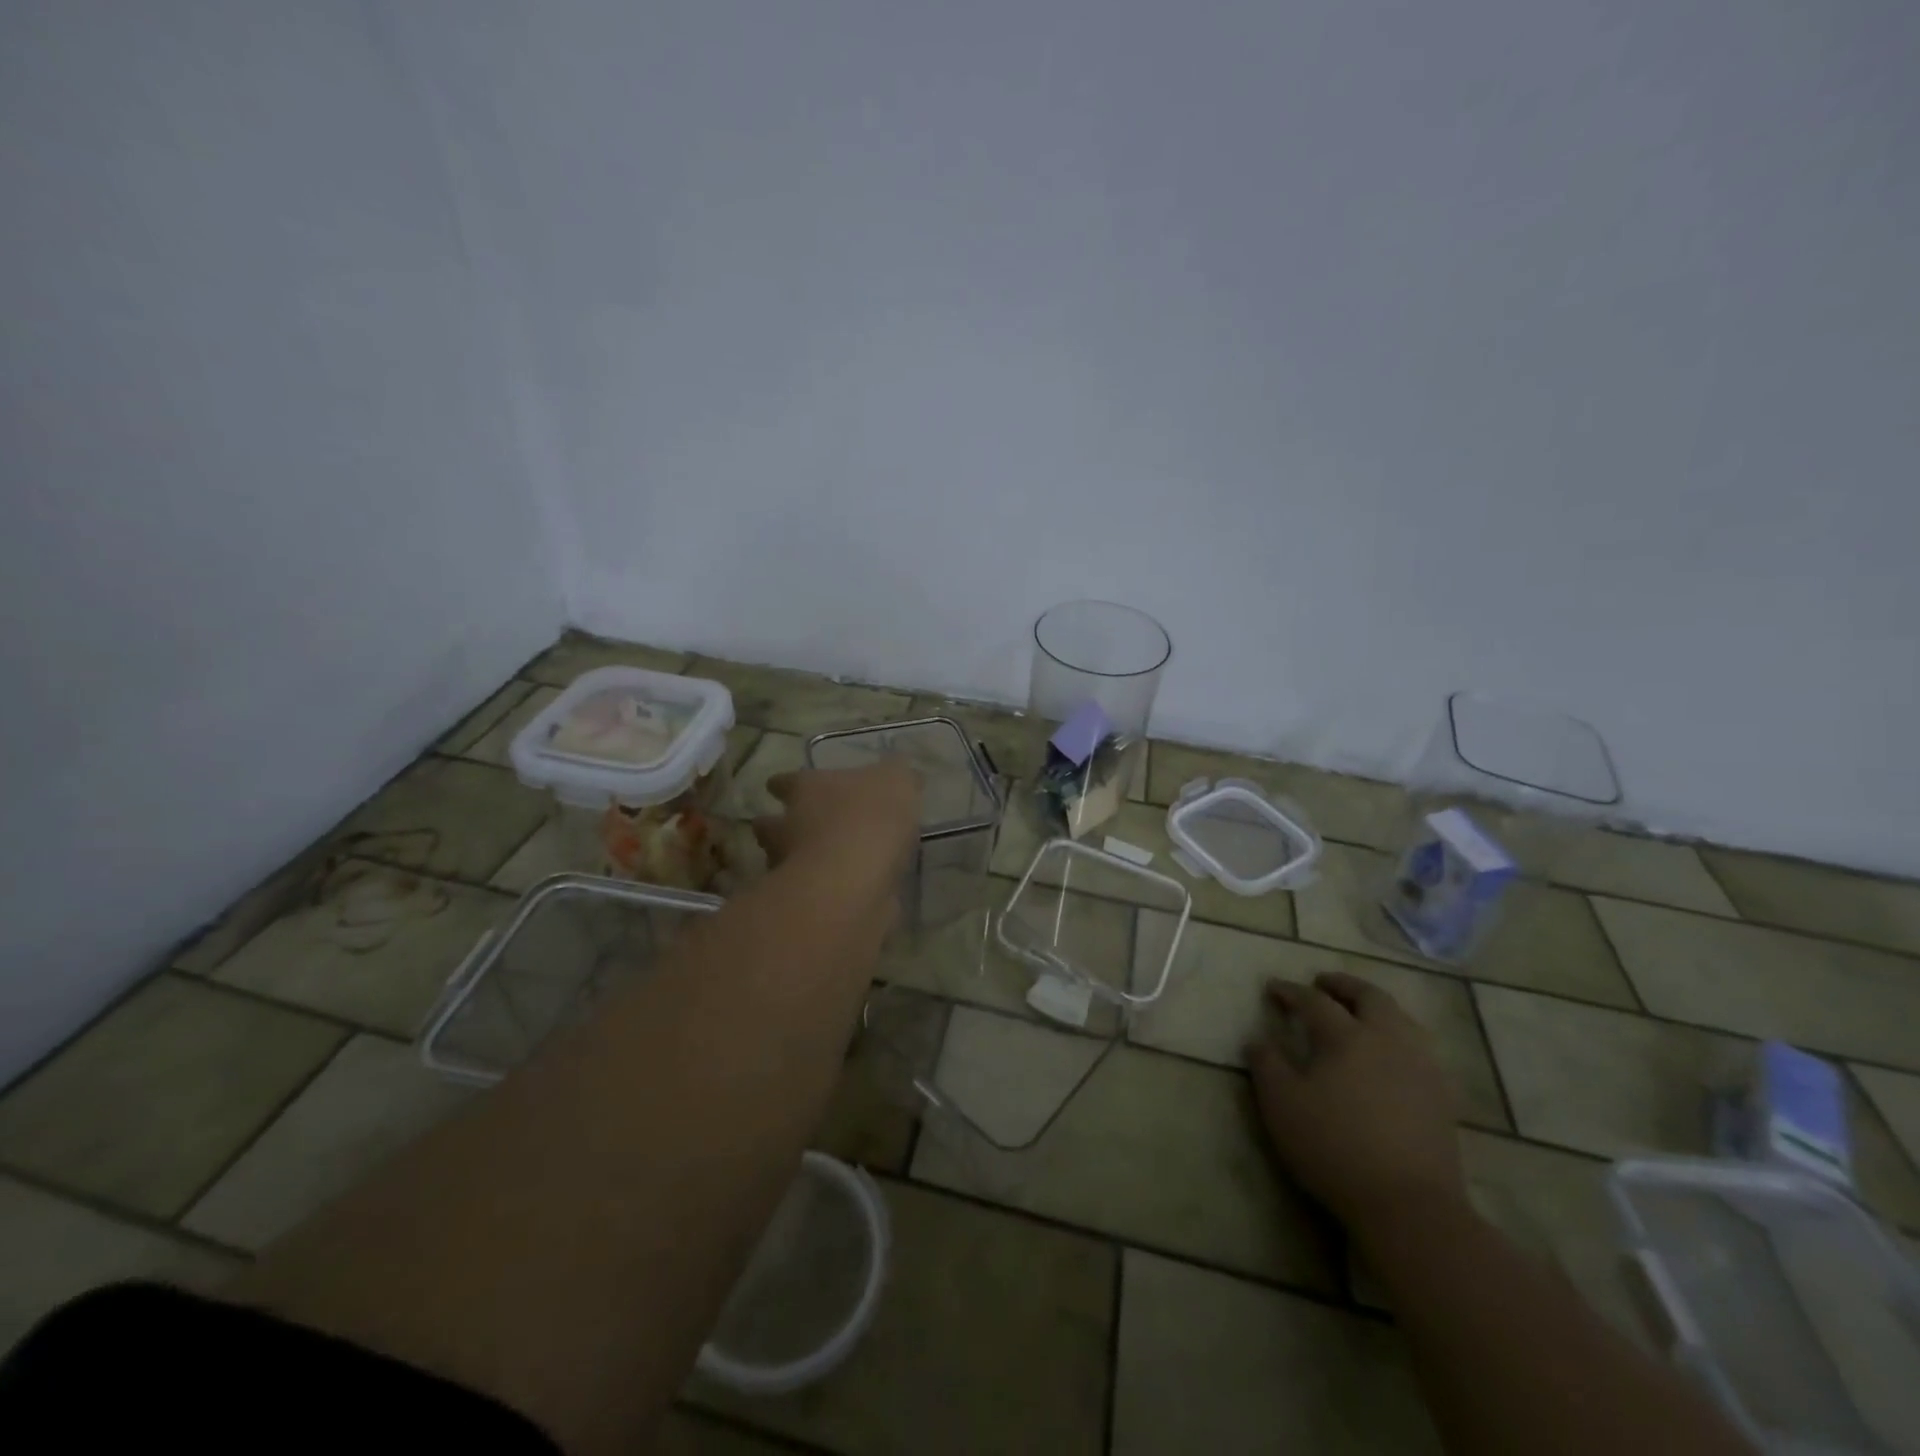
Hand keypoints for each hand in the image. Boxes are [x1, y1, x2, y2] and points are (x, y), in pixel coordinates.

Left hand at [754, 761, 922, 881]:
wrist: (853, 883)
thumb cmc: (870, 818)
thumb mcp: (896, 781)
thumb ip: (896, 775)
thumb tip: (896, 770)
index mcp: (806, 789)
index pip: (784, 782)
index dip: (784, 784)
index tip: (781, 788)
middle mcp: (788, 826)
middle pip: (771, 825)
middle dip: (779, 828)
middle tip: (799, 830)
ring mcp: (792, 868)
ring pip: (785, 861)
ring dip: (799, 862)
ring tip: (826, 865)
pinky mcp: (807, 904)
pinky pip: (813, 893)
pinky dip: (824, 893)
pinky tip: (846, 893)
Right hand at [1247, 972, 1467, 1232]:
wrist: (1409, 1205)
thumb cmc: (1334, 1147)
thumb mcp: (1282, 1105)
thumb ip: (1267, 1065)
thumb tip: (1258, 1039)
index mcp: (1346, 1036)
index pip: (1314, 1001)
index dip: (1291, 991)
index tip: (1273, 987)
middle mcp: (1387, 1040)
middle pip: (1369, 997)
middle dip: (1343, 985)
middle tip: (1322, 984)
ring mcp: (1421, 1067)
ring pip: (1401, 1018)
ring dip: (1376, 1007)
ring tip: (1358, 1013)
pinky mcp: (1442, 1096)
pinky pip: (1420, 1049)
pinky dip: (1400, 1037)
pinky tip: (1391, 1055)